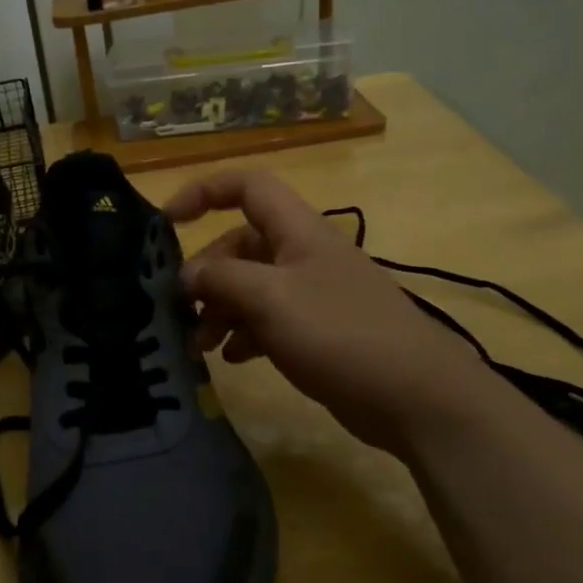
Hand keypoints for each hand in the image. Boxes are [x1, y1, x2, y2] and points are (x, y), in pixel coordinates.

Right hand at [165, 170, 502, 455]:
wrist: (415, 395)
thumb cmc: (339, 332)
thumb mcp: (270, 298)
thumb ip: (221, 278)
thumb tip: (187, 276)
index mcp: (297, 230)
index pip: (247, 187)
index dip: (204, 192)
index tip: (167, 221)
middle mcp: (303, 255)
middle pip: (241, 245)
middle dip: (207, 274)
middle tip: (183, 311)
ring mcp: (312, 295)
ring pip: (251, 287)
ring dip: (220, 310)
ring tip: (200, 345)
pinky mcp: (317, 332)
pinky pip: (267, 321)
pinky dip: (244, 334)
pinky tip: (233, 359)